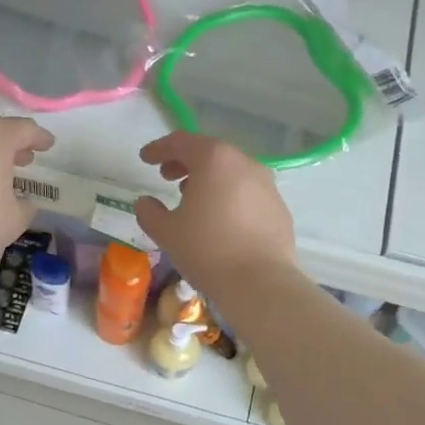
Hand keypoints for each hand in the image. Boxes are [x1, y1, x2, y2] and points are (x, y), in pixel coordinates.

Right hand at [134, 132, 296, 294]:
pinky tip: (221, 220)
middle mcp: (245, 163)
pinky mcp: (279, 208)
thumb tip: (145, 202)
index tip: (145, 159)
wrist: (260, 283)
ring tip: (193, 199)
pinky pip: (248, 193)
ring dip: (210, 180)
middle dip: (186, 162)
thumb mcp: (166, 232)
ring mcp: (267, 185)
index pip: (181, 142)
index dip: (159, 148)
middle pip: (210, 153)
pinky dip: (230, 197)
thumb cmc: (207, 250)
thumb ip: (150, 212)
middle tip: (167, 177)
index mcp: (214, 160)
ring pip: (232, 172)